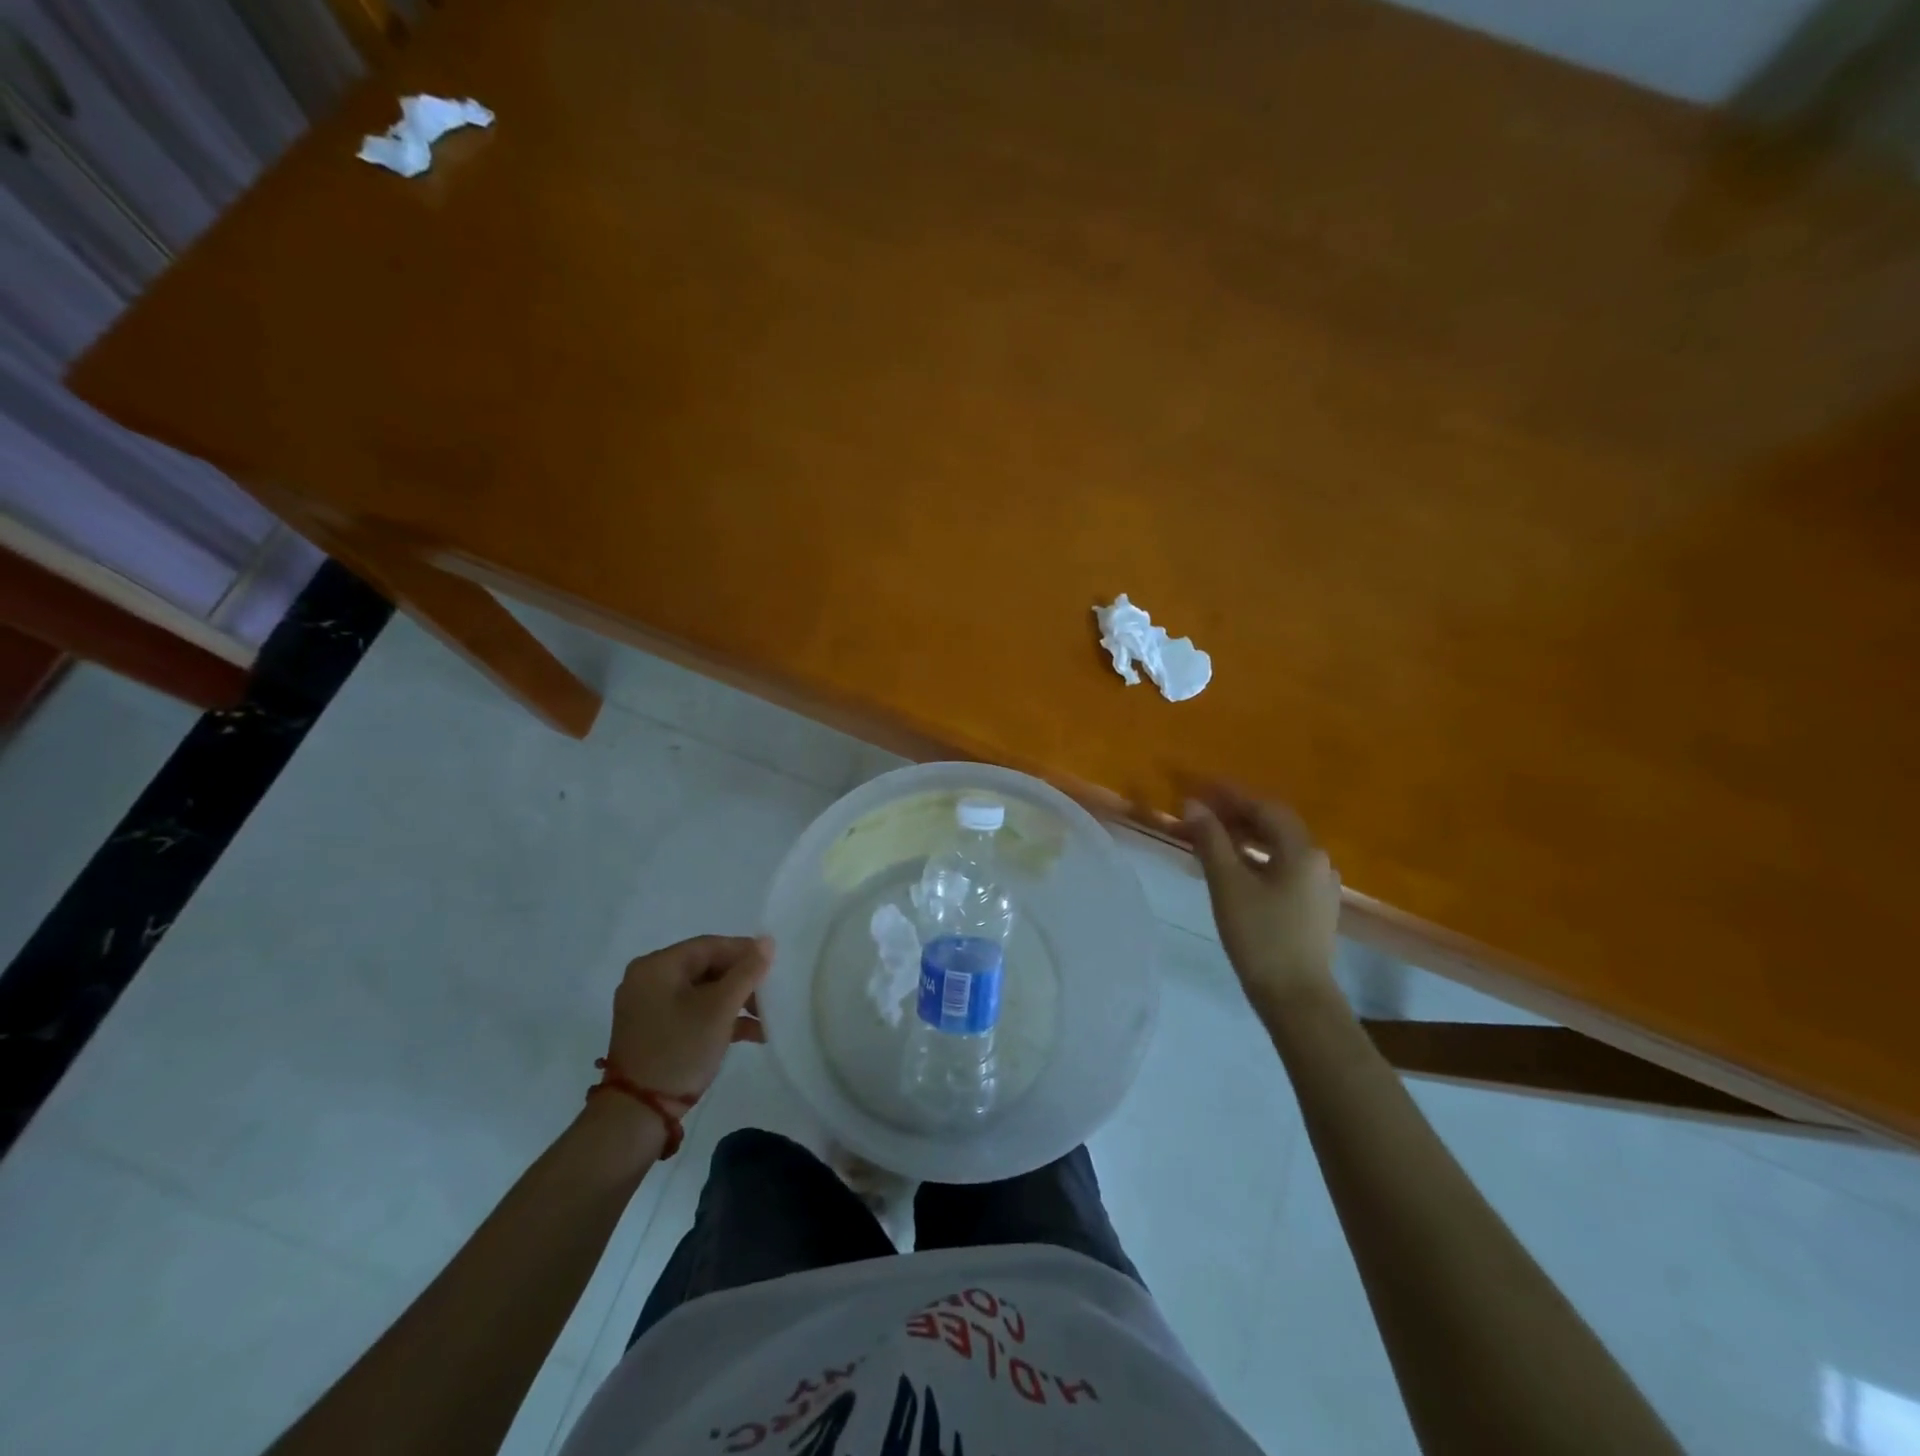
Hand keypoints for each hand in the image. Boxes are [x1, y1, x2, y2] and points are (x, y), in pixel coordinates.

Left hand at [606, 935, 771, 1096]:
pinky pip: (691, 1011)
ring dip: (734, 1003)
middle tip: (769, 996)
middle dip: (741, 982)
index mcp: (657, 966)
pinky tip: (749, 1034)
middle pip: (706, 968)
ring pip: (701, 992)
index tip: (773, 966)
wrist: (637, 1114)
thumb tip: (768, 941)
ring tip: (765, 1019)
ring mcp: (648, 1007)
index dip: (744, 952)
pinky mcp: (653, 1030)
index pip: (709, 946)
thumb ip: (747, 972)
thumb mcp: (720, 1008)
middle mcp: (647, 979)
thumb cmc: (680, 1049)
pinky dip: (718, 1018)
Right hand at [1182, 788, 1341, 1015]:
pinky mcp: (1314, 907)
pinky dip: (1256, 859)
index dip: (1230, 795)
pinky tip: (1234, 868)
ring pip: (1278, 848)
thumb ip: (1211, 840)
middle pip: (1274, 825)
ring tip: (1212, 838)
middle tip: (1201, 812)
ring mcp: (1319, 885)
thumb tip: (1194, 804)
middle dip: (1237, 815)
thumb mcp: (1228, 884)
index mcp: (1302, 850)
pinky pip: (1282, 868)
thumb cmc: (1260, 936)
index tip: (1200, 788)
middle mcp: (1318, 861)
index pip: (1264, 808)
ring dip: (1245, 837)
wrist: (1296, 997)